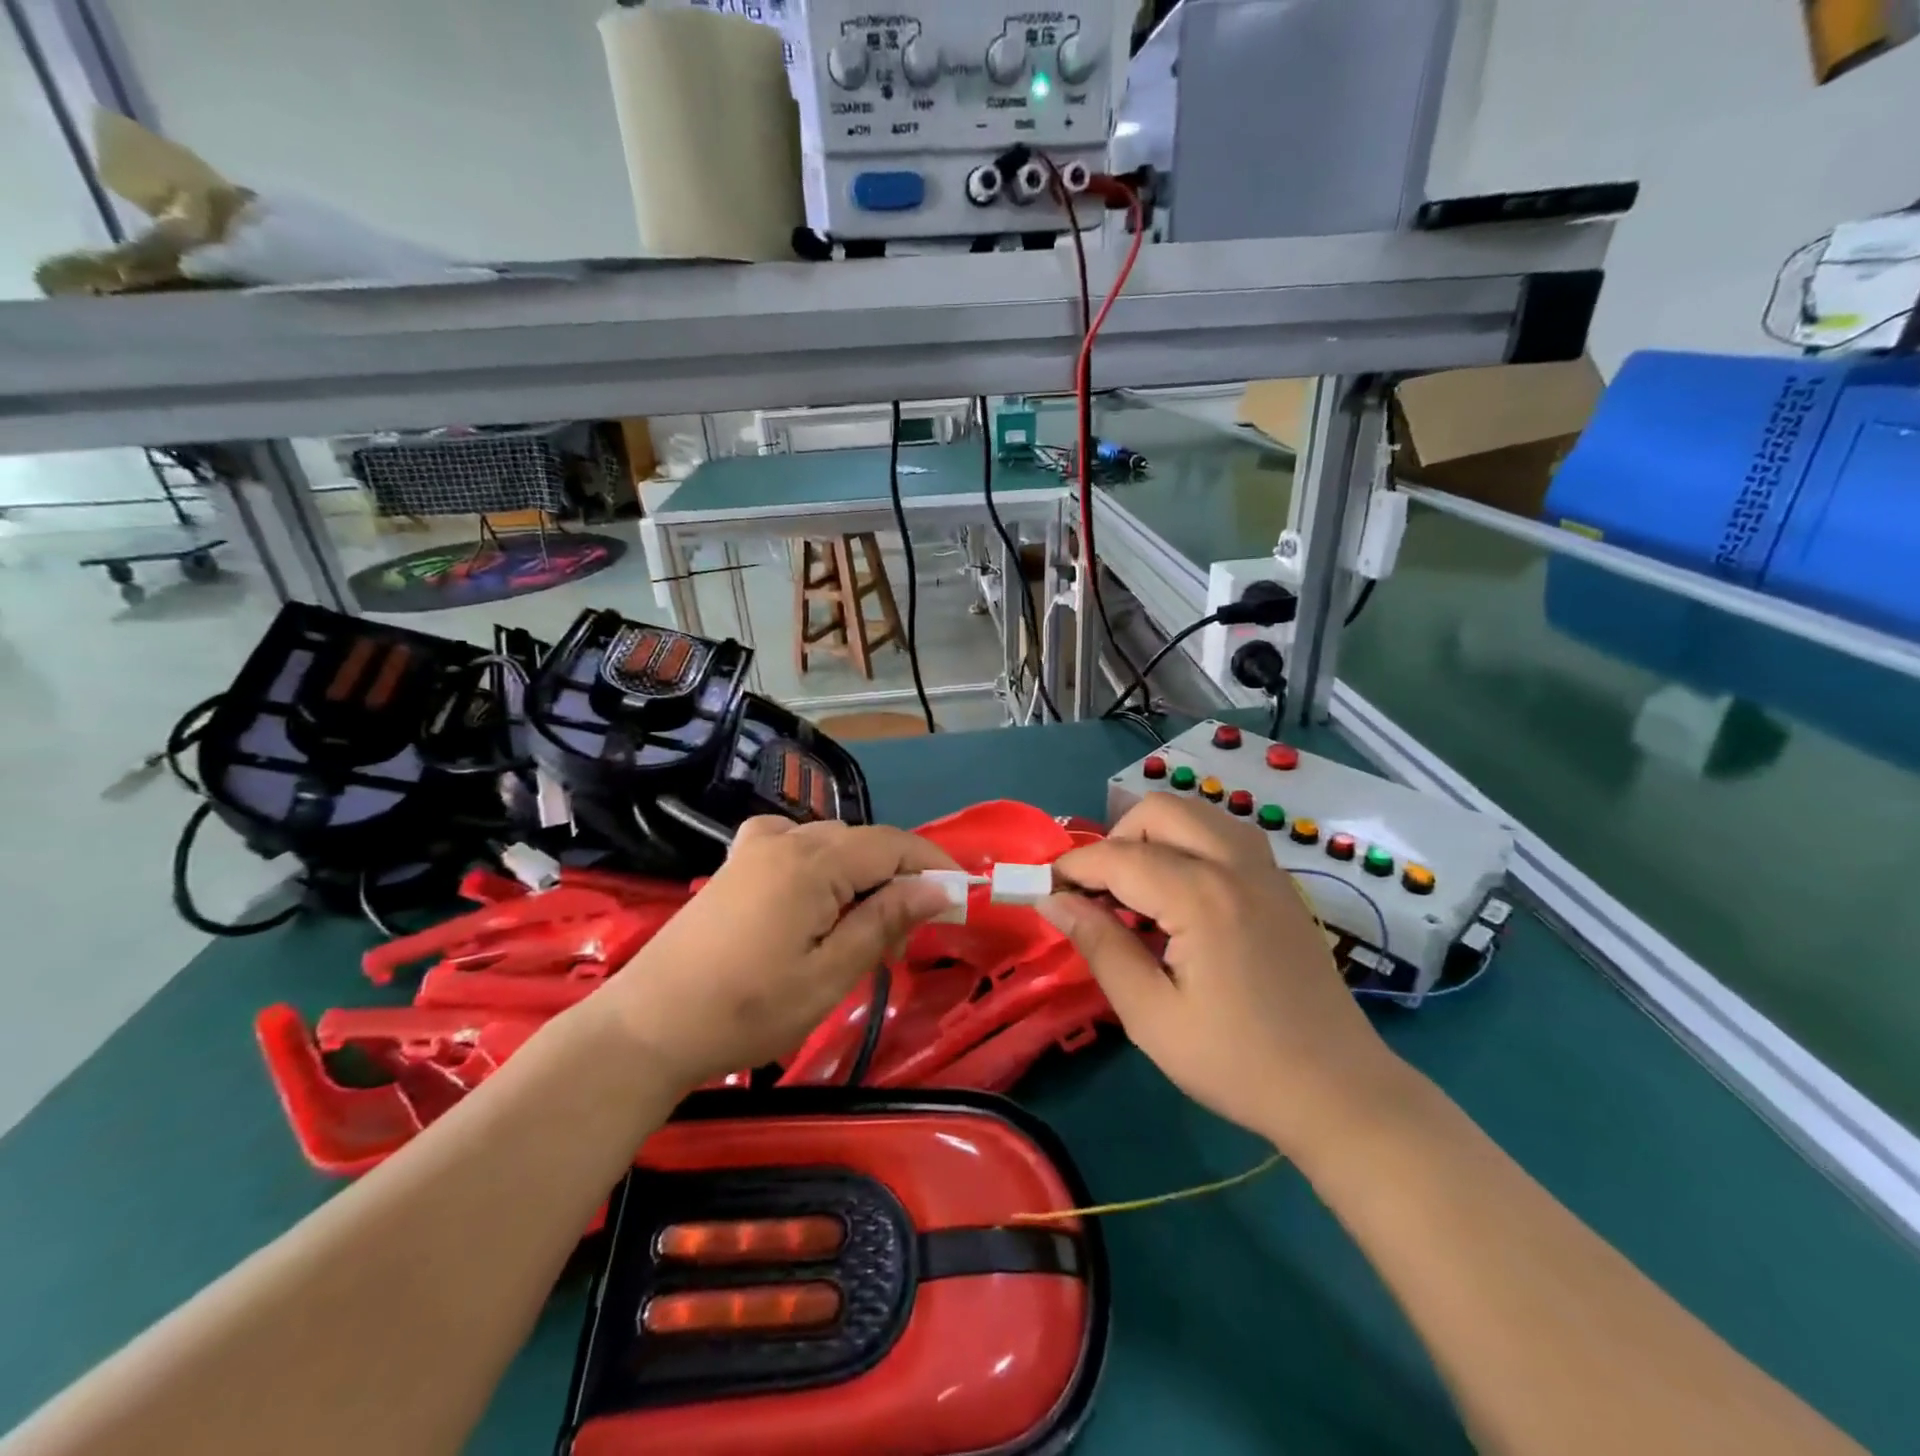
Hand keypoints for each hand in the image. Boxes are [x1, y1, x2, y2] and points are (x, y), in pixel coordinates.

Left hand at [599, 818, 957, 1089]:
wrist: (650, 1026)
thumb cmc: (747, 1009)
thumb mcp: (829, 974)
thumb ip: (885, 921)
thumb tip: (937, 888)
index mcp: (813, 862)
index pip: (893, 845)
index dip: (933, 864)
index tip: (964, 894)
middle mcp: (786, 840)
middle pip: (863, 843)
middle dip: (898, 879)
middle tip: (907, 937)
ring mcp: (755, 847)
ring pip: (831, 844)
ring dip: (861, 875)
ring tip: (864, 929)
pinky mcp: (736, 863)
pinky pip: (794, 843)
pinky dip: (821, 862)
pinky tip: (815, 892)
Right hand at [1040, 792, 1405, 1160]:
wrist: (1338, 1092)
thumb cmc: (1236, 1062)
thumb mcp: (1151, 1016)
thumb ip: (1099, 946)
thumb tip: (1053, 901)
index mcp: (1201, 896)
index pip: (1118, 856)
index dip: (1073, 867)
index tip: (1045, 889)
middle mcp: (1235, 864)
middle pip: (1158, 810)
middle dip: (1116, 839)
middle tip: (1099, 892)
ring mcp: (1266, 869)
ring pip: (1195, 813)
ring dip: (1154, 836)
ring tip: (1137, 891)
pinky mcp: (1280, 884)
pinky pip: (1224, 834)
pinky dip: (1188, 844)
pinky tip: (1181, 896)